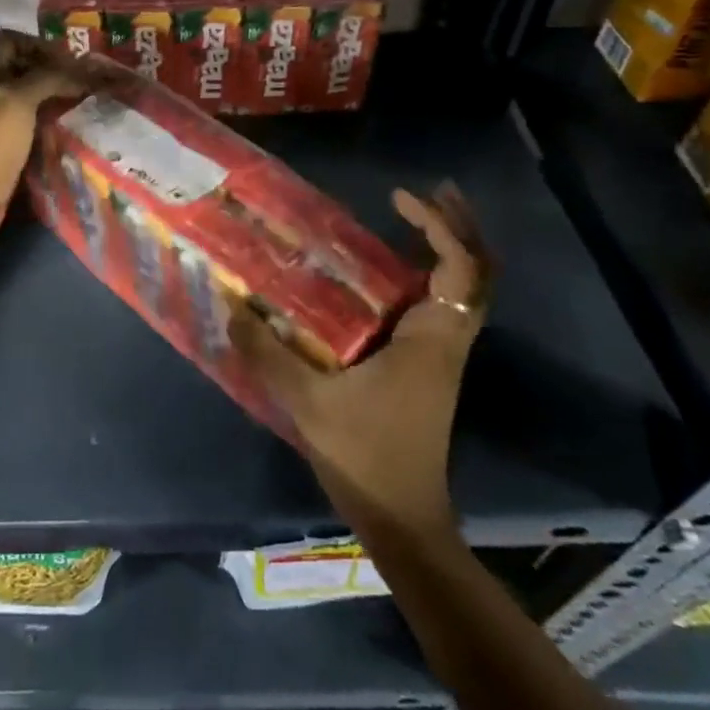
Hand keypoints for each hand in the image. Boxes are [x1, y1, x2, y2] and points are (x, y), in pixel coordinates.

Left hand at [0, 31, 84, 213]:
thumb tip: (79, 70)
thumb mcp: (18, 102)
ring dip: (51, 88)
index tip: (68, 58)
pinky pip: (28, 112)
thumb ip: (47, 78)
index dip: (40, 44)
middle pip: (20, 63)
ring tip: (80, 94)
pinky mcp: (2, 135)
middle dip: (50, 66)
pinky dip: (47, 109)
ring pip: (26, 88)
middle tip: (81, 75)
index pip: (11, 40)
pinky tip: (67, 115)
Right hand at [230, 184, 490, 538]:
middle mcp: (447, 340)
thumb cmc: (364, 456)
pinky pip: (446, 305)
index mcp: (431, 341)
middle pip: (479, 271)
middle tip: (429, 190)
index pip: (458, 269)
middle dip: (460, 226)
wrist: (403, 518)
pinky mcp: (431, 367)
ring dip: (451, 247)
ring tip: (416, 214)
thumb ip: (266, 352)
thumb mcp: (306, 401)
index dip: (438, 225)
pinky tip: (395, 268)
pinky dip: (434, 274)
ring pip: (467, 288)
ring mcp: (443, 354)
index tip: (400, 197)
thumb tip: (230, 306)